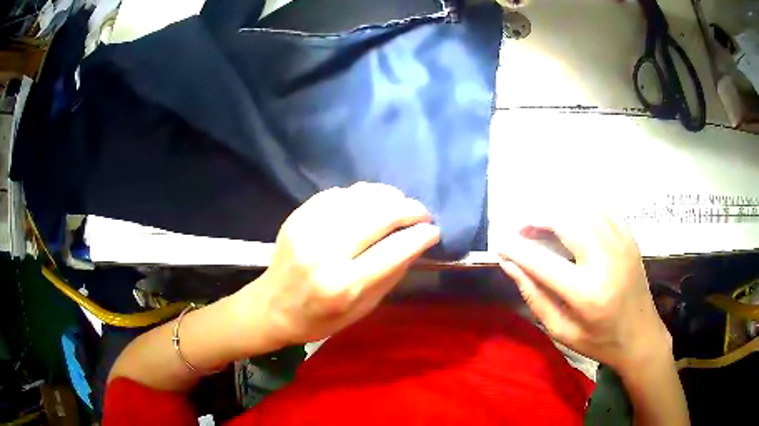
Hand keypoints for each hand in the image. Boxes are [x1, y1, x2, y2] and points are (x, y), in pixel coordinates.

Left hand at [233, 182, 439, 349]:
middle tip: (422, 213)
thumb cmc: (320, 319)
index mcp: (344, 285)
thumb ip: (391, 276)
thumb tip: (416, 244)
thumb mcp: (363, 309)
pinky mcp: (297, 217)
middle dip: (409, 210)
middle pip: (379, 217)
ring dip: (387, 195)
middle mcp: (326, 253)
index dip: (420, 236)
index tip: (434, 230)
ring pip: (358, 198)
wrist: (272, 307)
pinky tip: (371, 199)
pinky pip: (336, 194)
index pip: (394, 250)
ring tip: (401, 201)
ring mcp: (308, 230)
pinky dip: (360, 193)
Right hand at [498, 214, 670, 373]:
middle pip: (565, 221)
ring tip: (543, 225)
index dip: (516, 250)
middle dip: (537, 219)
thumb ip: (535, 297)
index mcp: (586, 293)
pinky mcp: (629, 237)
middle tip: (522, 229)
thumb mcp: (562, 331)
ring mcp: (621, 243)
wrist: (640, 336)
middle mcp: (605, 260)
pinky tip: (572, 223)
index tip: (499, 244)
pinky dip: (580, 210)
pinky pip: (601, 210)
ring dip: (558, 212)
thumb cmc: (599, 341)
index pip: (541, 262)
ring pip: (582, 208)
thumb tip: (510, 266)